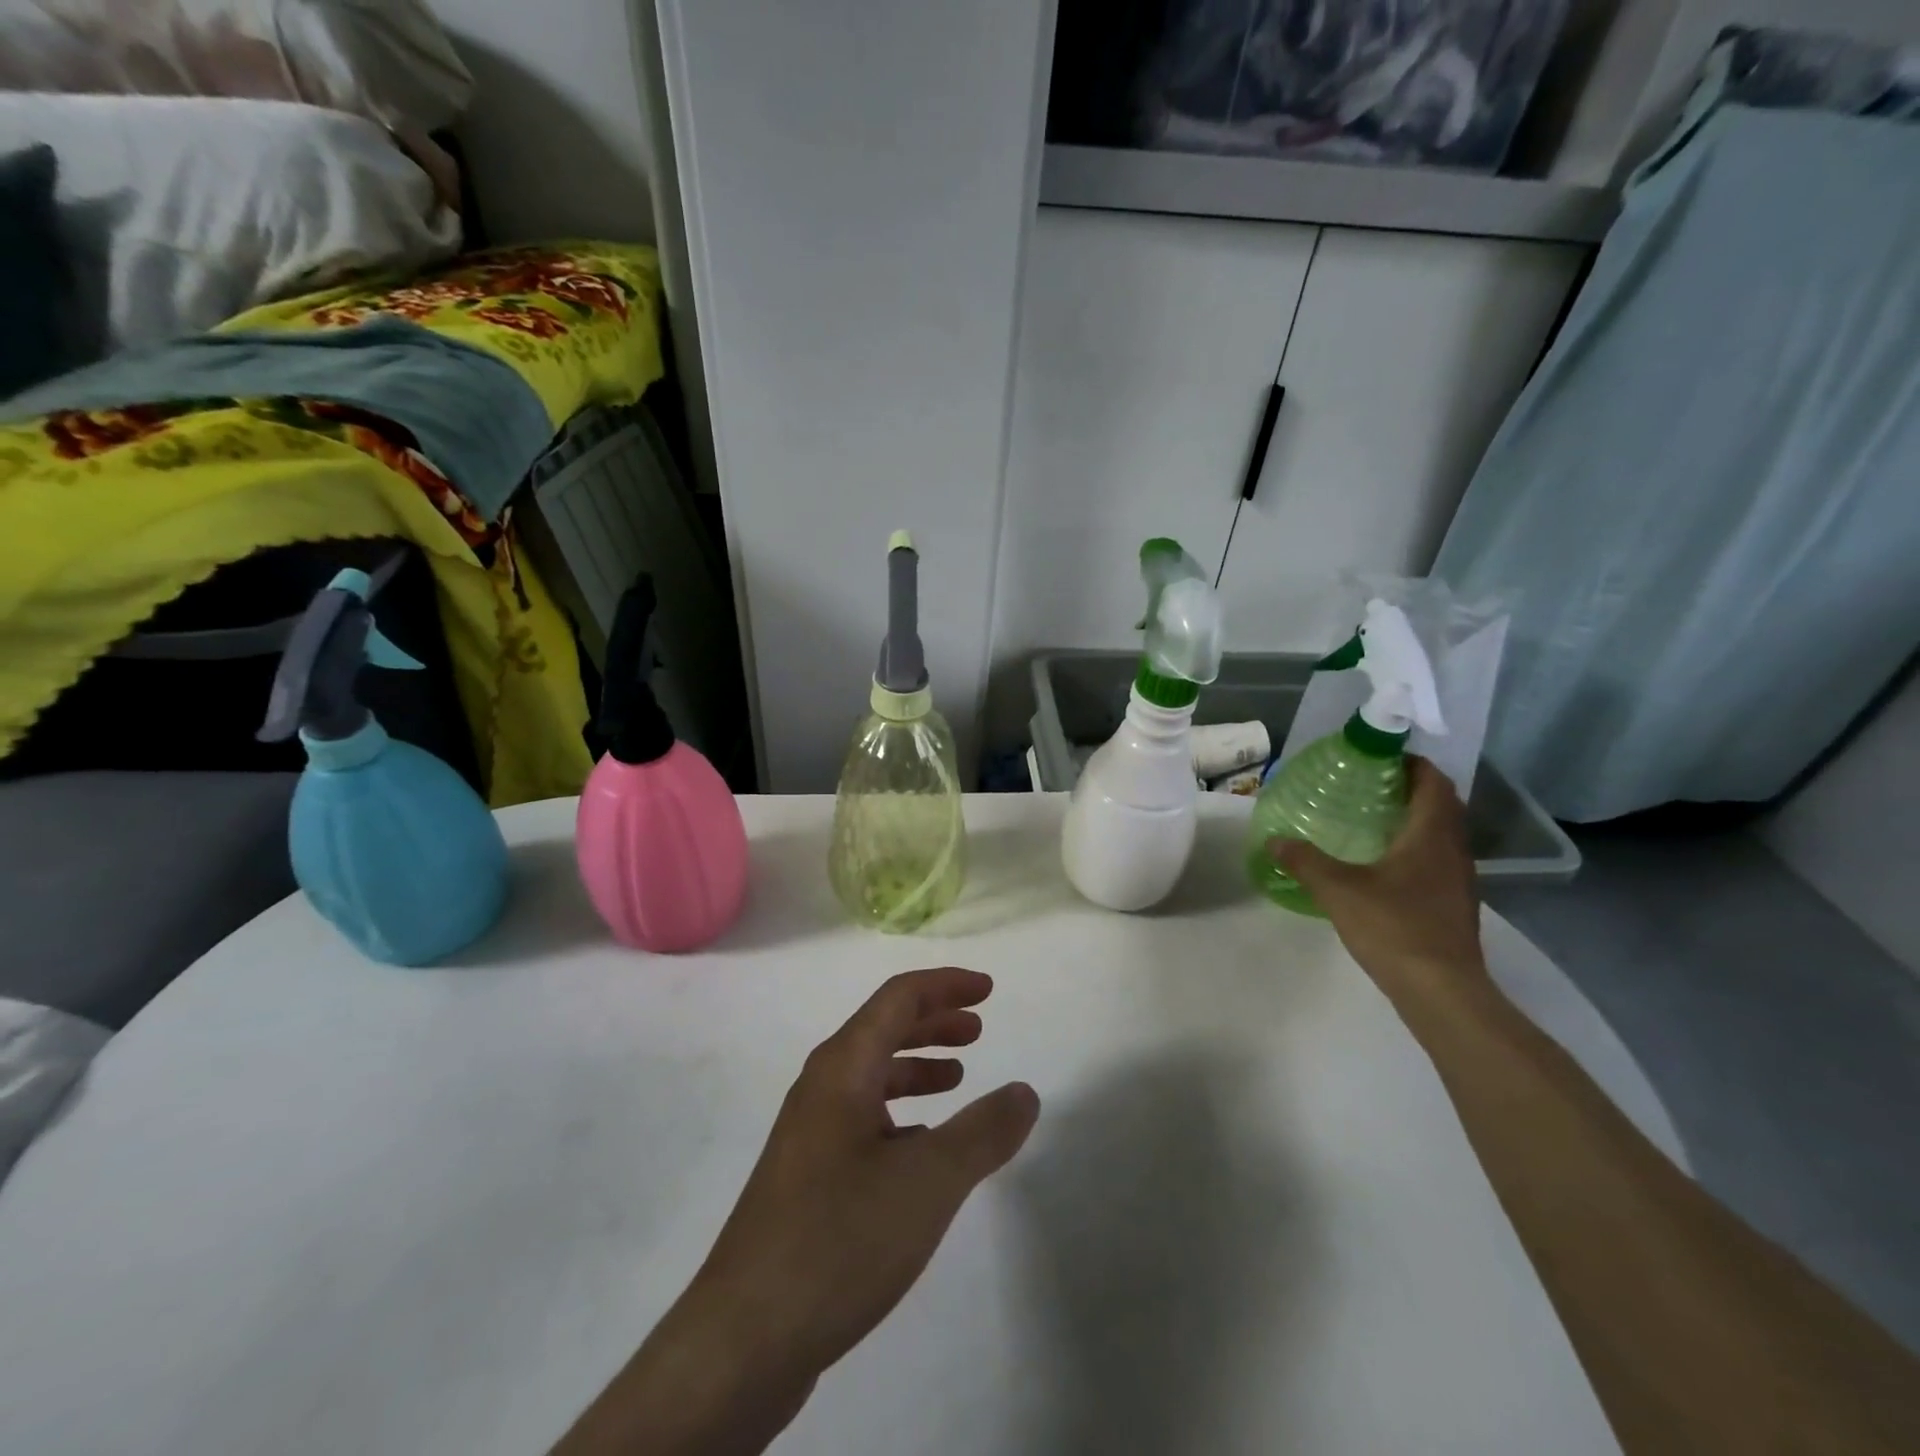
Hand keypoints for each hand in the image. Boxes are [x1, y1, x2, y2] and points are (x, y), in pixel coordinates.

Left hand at [698, 967, 1039, 1378]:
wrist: (743, 1338)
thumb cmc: (840, 1237)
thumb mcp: (929, 1181)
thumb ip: (983, 1132)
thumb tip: (1024, 1092)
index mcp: (843, 1068)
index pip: (898, 998)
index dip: (946, 986)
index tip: (988, 990)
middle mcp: (821, 1088)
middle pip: (882, 1030)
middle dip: (933, 1022)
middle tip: (978, 1029)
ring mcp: (808, 1133)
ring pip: (871, 1076)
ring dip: (916, 1066)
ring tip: (957, 1078)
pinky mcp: (806, 1177)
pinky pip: (862, 1118)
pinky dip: (899, 1113)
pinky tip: (921, 1145)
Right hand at [1269, 757, 1488, 1010]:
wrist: (1442, 991)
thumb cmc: (1394, 927)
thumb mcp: (1338, 890)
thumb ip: (1305, 861)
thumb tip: (1274, 840)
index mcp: (1431, 834)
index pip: (1433, 782)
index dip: (1411, 764)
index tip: (1378, 759)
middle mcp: (1453, 850)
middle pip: (1440, 805)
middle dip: (1408, 789)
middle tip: (1366, 787)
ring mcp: (1458, 879)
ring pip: (1440, 834)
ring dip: (1412, 820)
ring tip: (1368, 821)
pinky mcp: (1454, 904)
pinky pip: (1436, 860)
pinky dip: (1413, 849)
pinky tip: (1381, 865)